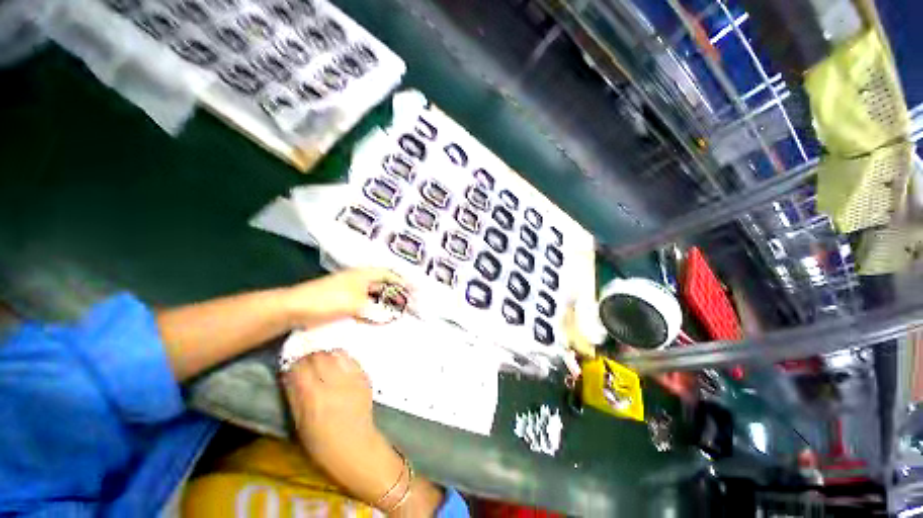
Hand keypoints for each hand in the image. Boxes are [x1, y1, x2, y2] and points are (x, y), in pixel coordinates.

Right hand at [283, 350, 404, 505]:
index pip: (300, 367)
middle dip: (310, 357)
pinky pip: (351, 360)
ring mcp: (352, 378)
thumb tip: (289, 374)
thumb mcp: (300, 424)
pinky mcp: (365, 377)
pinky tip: (339, 369)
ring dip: (328, 356)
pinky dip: (342, 360)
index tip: (292, 369)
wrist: (357, 447)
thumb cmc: (322, 445)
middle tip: (307, 365)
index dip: (293, 365)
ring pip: (337, 353)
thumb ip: (294, 395)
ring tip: (324, 365)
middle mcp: (334, 383)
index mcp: (314, 397)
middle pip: (319, 355)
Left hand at [284, 268, 404, 326]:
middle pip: (384, 284)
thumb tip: (393, 315)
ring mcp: (351, 291)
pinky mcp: (344, 303)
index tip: (414, 290)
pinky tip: (379, 318)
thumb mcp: (355, 303)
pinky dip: (374, 310)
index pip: (389, 274)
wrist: (294, 308)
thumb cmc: (327, 300)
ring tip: (399, 311)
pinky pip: (365, 305)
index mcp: (363, 275)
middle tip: (409, 303)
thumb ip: (376, 309)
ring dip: (386, 302)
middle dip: (397, 292)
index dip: (403, 281)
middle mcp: (359, 280)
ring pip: (375, 295)